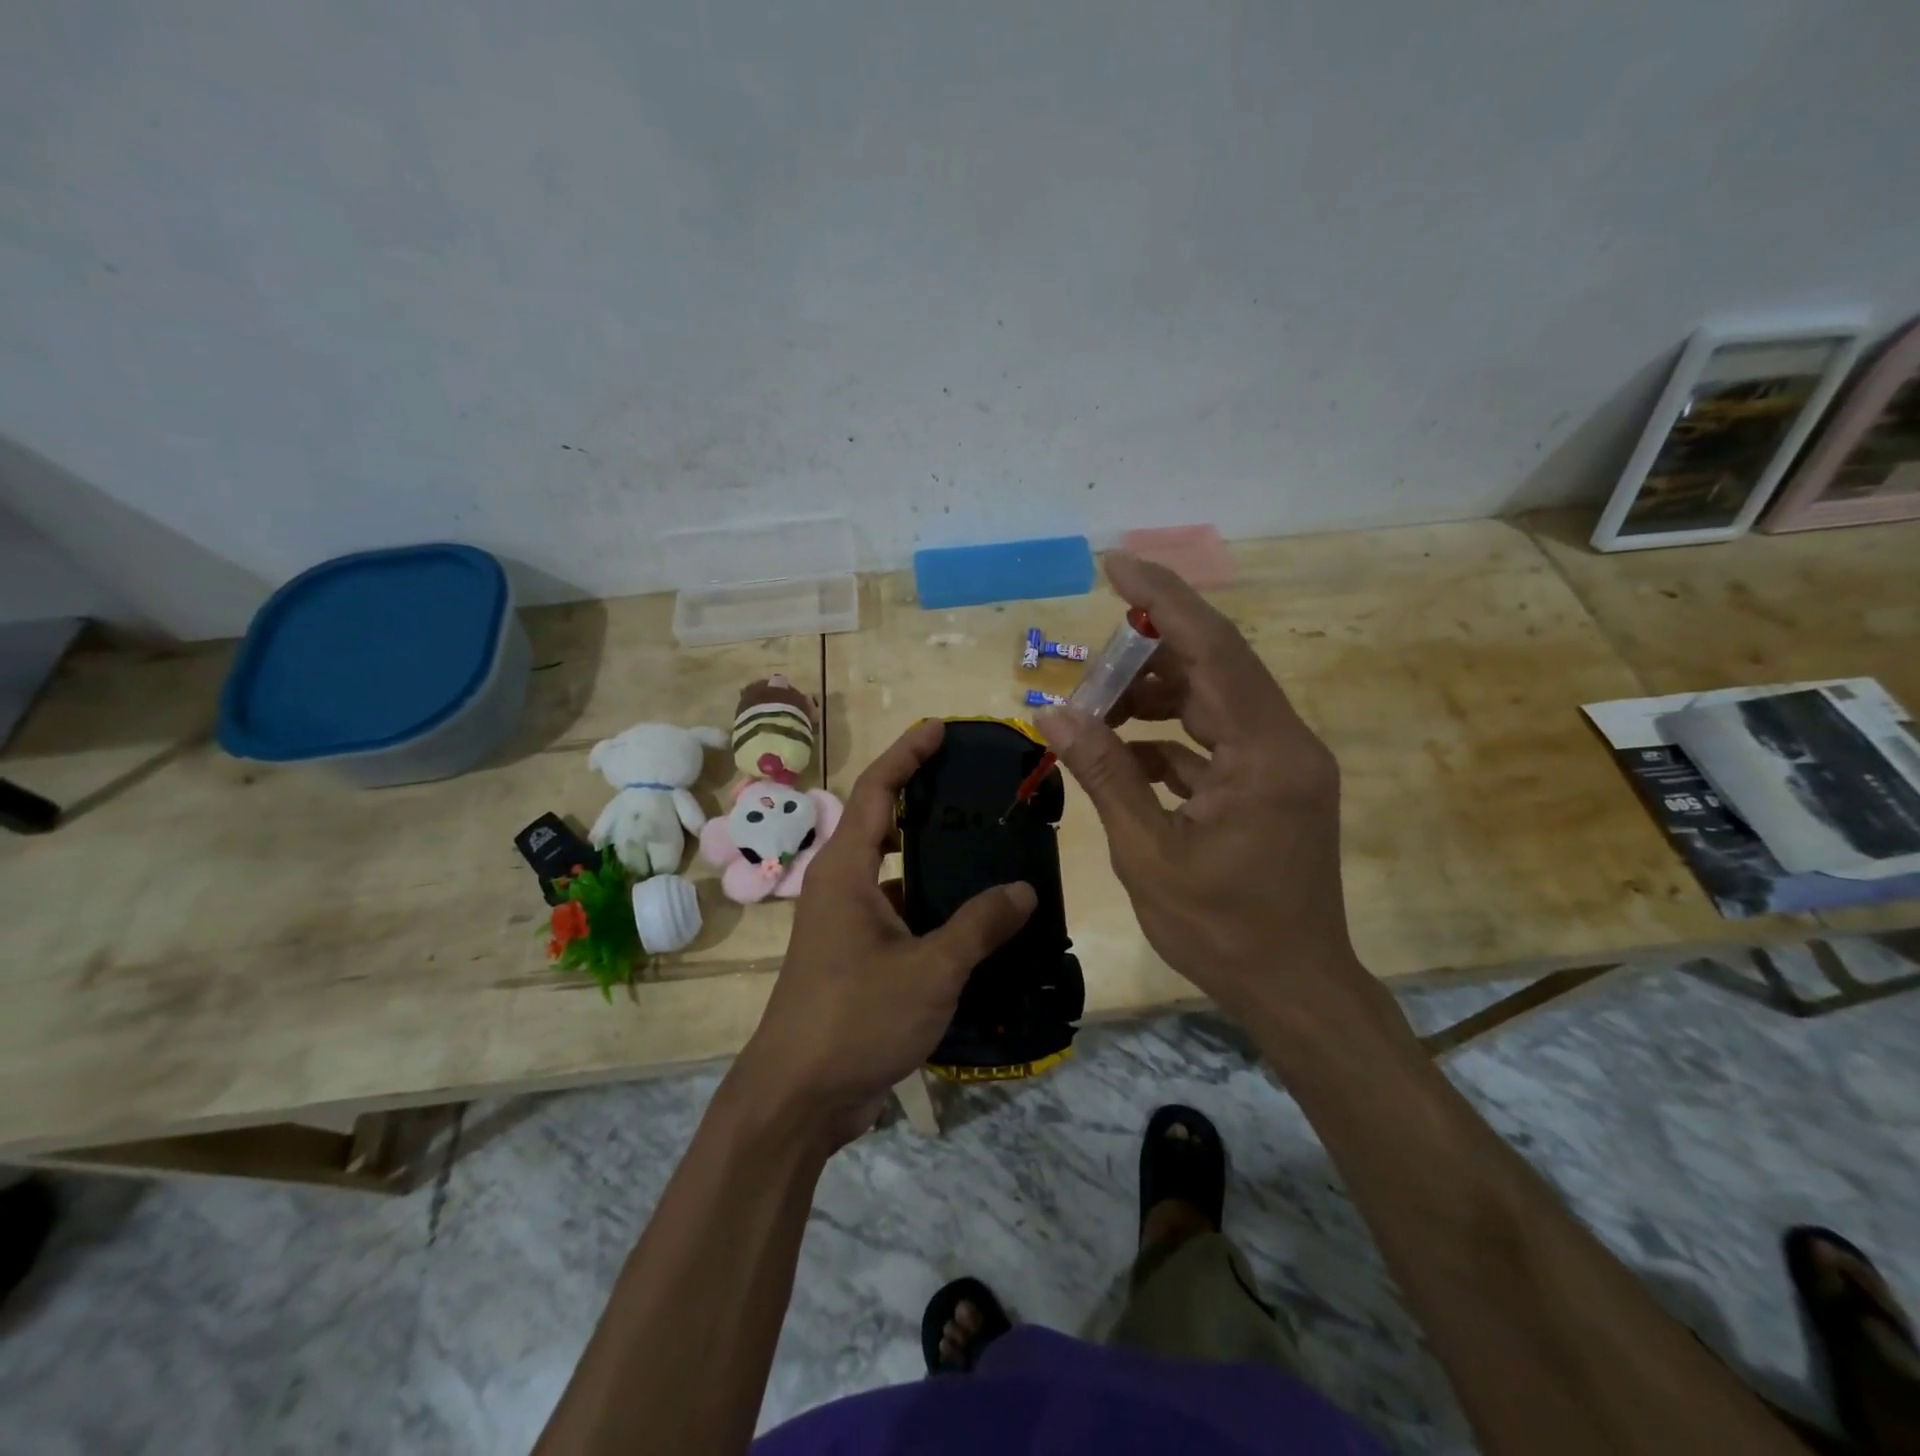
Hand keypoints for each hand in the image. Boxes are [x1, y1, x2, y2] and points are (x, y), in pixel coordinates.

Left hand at [735, 720, 1035, 1144]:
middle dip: (923, 796)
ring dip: (934, 858)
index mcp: (845, 871)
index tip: (940, 728)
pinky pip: (901, 914)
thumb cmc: (855, 1019)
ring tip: (989, 846)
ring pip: (895, 873)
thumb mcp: (929, 970)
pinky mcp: (857, 958)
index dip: (907, 753)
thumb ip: (978, 925)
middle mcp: (841, 887)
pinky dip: (934, 907)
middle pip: (883, 823)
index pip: (876, 790)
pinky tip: (977, 918)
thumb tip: (1023, 889)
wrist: (798, 1098)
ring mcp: (847, 924)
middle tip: (975, 786)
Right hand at [1037, 552, 1364, 1029]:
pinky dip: (1167, 740)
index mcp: (1265, 753)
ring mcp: (1281, 763)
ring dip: (1152, 700)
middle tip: (1085, 669)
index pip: (1214, 649)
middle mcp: (1284, 742)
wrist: (1294, 989)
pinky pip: (1213, 740)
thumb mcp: (1149, 853)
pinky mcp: (1271, 784)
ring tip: (1094, 714)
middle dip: (1144, 658)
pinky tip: (1123, 760)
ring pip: (1211, 701)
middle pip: (1212, 668)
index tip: (1115, 564)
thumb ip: (1105, 775)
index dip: (1163, 600)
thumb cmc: (1222, 930)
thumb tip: (1054, 715)